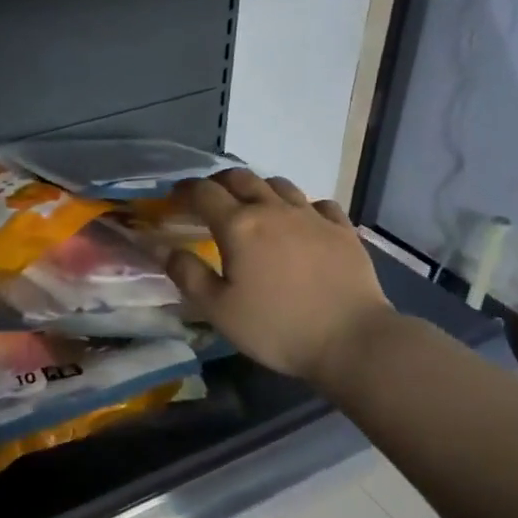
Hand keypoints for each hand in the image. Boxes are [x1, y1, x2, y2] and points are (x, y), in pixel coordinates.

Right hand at [167, 170, 392, 383]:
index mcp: (239, 225)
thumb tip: (165, 249)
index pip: (203, 192)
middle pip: (240, 178)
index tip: (173, 200)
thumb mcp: (218, 310)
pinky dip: (300, 206)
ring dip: (257, 188)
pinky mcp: (342, 229)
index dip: (183, 191)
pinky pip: (316, 203)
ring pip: (279, 184)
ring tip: (252, 206)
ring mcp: (311, 216)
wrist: (352, 340)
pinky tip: (300, 222)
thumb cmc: (277, 327)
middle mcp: (273, 209)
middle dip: (217, 182)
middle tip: (207, 199)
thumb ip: (187, 274)